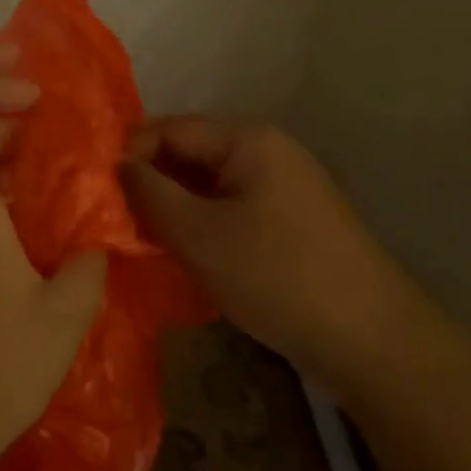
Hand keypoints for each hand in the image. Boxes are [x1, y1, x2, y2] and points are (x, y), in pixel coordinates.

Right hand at [120, 117, 417, 385]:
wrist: (373, 341)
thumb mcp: (199, 235)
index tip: (97, 191)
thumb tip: (116, 165)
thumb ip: (150, 194)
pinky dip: (201, 224)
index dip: (130, 154)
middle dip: (151, 183)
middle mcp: (267, 152)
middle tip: (114, 220)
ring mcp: (282, 187)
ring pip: (208, 185)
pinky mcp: (290, 222)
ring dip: (174, 208)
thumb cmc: (277, 275)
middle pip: (190, 154)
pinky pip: (230, 209)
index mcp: (248, 140)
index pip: (170, 129)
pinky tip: (182, 253)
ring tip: (141, 240)